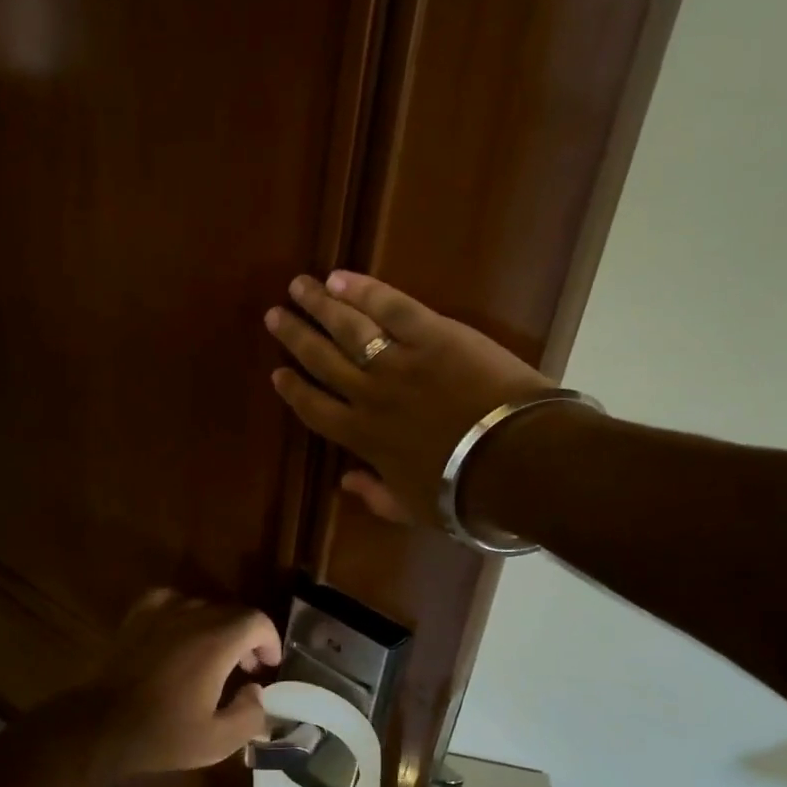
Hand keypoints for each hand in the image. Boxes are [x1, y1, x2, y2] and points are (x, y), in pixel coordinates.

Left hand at [83, 591, 280, 775]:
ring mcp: (161, 612)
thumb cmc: (162, 734)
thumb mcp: (217, 741)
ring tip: (214, 656)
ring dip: (218, 627)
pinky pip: (171, 601)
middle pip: (232, 612)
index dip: (269, 640)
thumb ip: (250, 714)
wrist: (101, 725)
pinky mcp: (137, 616)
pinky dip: (184, 613)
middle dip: (247, 637)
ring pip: (203, 606)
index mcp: (215, 642)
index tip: (268, 666)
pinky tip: (180, 634)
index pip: (256, 620)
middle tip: (246, 669)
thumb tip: (257, 690)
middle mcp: (191, 616)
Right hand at [263, 271, 553, 525]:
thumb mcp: (412, 509)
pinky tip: (340, 277)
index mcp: (362, 436)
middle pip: (322, 359)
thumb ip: (376, 496)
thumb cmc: (463, 492)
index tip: (278, 372)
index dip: (293, 389)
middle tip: (274, 315)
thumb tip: (346, 482)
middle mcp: (369, 394)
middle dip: (295, 336)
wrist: (511, 461)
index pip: (315, 408)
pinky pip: (391, 307)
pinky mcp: (433, 336)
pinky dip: (364, 290)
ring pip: (348, 328)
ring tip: (298, 286)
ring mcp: (399, 362)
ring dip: (319, 305)